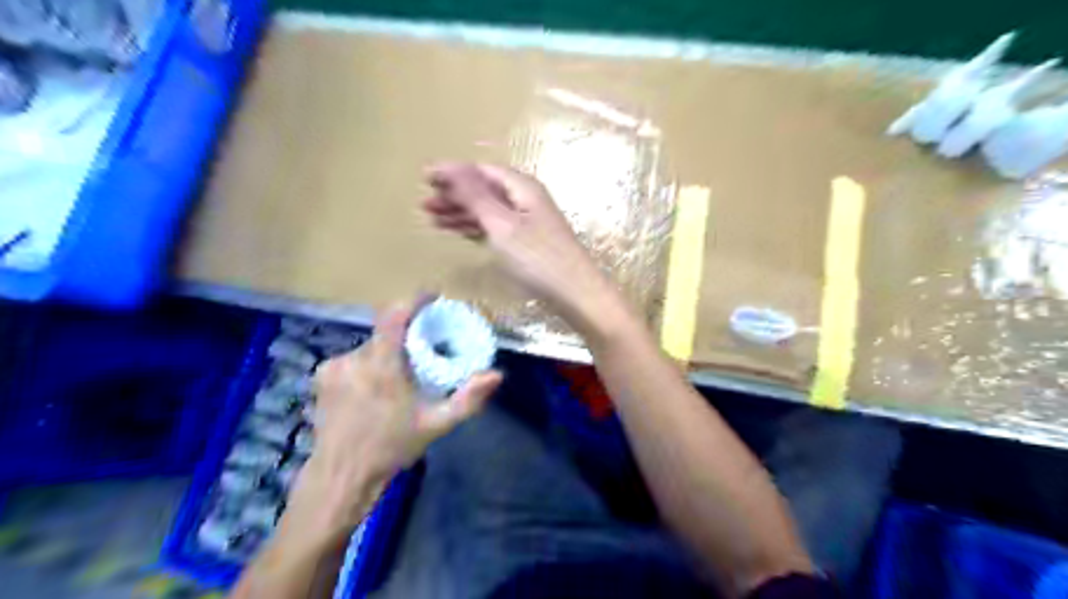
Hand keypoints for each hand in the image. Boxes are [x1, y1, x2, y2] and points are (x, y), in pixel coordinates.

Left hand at [284, 299, 499, 537]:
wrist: (341, 475)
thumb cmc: (391, 447)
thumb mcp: (436, 424)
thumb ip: (468, 399)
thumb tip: (496, 375)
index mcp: (382, 366)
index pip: (394, 316)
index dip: (413, 301)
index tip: (432, 300)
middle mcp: (355, 358)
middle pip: (385, 332)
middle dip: (405, 337)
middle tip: (422, 353)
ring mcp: (334, 366)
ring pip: (370, 346)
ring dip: (386, 354)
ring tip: (398, 377)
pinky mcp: (322, 375)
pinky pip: (353, 358)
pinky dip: (367, 365)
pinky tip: (372, 388)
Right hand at [421, 161, 627, 336]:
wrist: (575, 294)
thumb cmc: (537, 257)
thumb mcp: (502, 225)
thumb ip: (475, 196)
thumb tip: (450, 167)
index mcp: (522, 187)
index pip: (481, 171)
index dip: (454, 172)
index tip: (425, 177)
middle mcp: (525, 199)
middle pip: (484, 190)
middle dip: (454, 194)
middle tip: (424, 203)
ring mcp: (527, 222)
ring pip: (488, 210)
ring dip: (461, 213)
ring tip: (432, 219)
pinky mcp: (527, 243)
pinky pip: (495, 228)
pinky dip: (476, 228)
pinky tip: (460, 232)